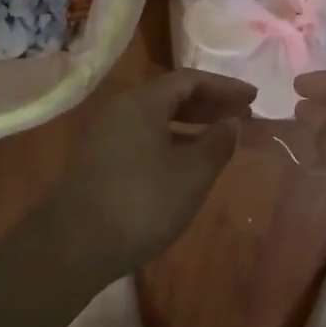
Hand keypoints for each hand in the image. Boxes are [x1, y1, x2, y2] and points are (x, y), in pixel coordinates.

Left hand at [43, 69, 256, 271]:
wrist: (73, 246)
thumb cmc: (141, 203)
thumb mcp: (191, 175)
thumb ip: (217, 144)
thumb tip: (232, 122)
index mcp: (142, 102)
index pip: (190, 80)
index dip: (224, 86)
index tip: (252, 97)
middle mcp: (120, 109)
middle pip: (170, 96)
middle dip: (209, 104)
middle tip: (240, 116)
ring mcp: (106, 135)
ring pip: (156, 119)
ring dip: (190, 125)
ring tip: (220, 139)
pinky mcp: (99, 161)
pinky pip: (143, 137)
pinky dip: (171, 141)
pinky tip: (186, 162)